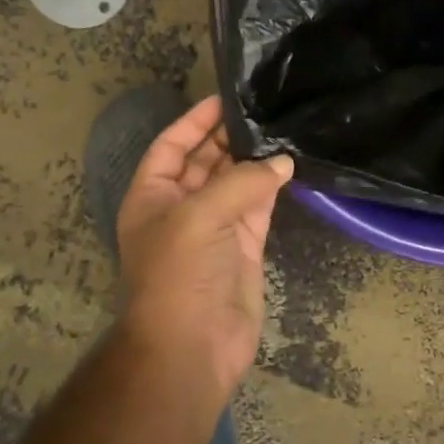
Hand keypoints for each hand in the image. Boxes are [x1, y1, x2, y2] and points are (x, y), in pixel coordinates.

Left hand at [114, 96, 292, 393]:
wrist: (192, 345)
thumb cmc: (179, 274)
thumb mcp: (199, 216)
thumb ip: (241, 182)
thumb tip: (282, 161)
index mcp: (152, 196)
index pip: (172, 146)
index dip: (195, 121)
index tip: (226, 98)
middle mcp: (182, 207)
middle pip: (205, 160)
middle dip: (229, 136)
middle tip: (264, 108)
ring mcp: (215, 227)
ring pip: (235, 181)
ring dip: (255, 159)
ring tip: (282, 127)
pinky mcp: (245, 246)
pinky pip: (259, 206)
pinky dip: (273, 186)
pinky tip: (291, 165)